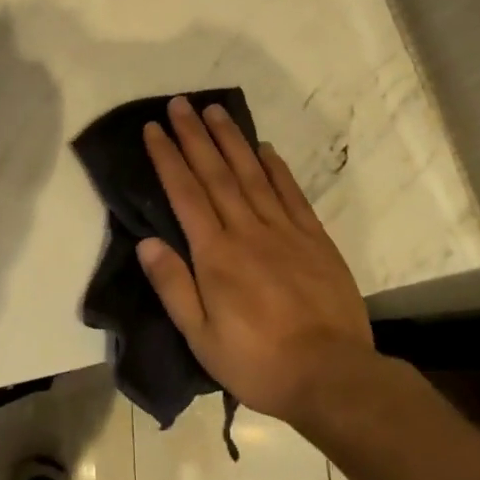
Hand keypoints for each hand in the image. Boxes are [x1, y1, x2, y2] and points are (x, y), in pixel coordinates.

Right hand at [138, 96, 376, 426]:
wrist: (333, 376)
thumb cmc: (258, 362)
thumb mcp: (202, 338)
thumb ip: (173, 286)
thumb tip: (147, 242)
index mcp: (216, 255)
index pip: (185, 194)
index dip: (168, 158)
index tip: (154, 128)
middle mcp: (247, 231)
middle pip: (216, 174)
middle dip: (195, 136)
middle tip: (181, 103)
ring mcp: (285, 231)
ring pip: (252, 174)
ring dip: (231, 140)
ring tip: (215, 111)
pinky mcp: (315, 239)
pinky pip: (292, 194)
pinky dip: (277, 168)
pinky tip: (265, 148)